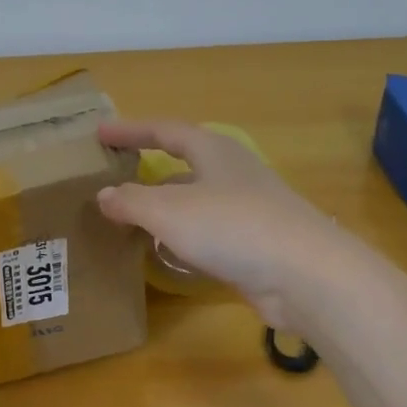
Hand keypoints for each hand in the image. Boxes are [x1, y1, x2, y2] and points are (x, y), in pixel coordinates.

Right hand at [96, 119, 361, 329]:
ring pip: (196, 200)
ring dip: (165, 206)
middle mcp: (232, 173)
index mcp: (213, 151)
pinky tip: (169, 255)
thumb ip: (131, 201)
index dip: (130, 130)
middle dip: (148, 169)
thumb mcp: (168, 211)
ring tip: (132, 219)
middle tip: (115, 177)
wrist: (305, 275)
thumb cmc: (232, 227)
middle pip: (183, 163)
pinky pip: (209, 232)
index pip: (164, 131)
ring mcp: (248, 208)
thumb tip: (103, 195)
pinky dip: (183, 237)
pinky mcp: (256, 243)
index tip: (100, 134)